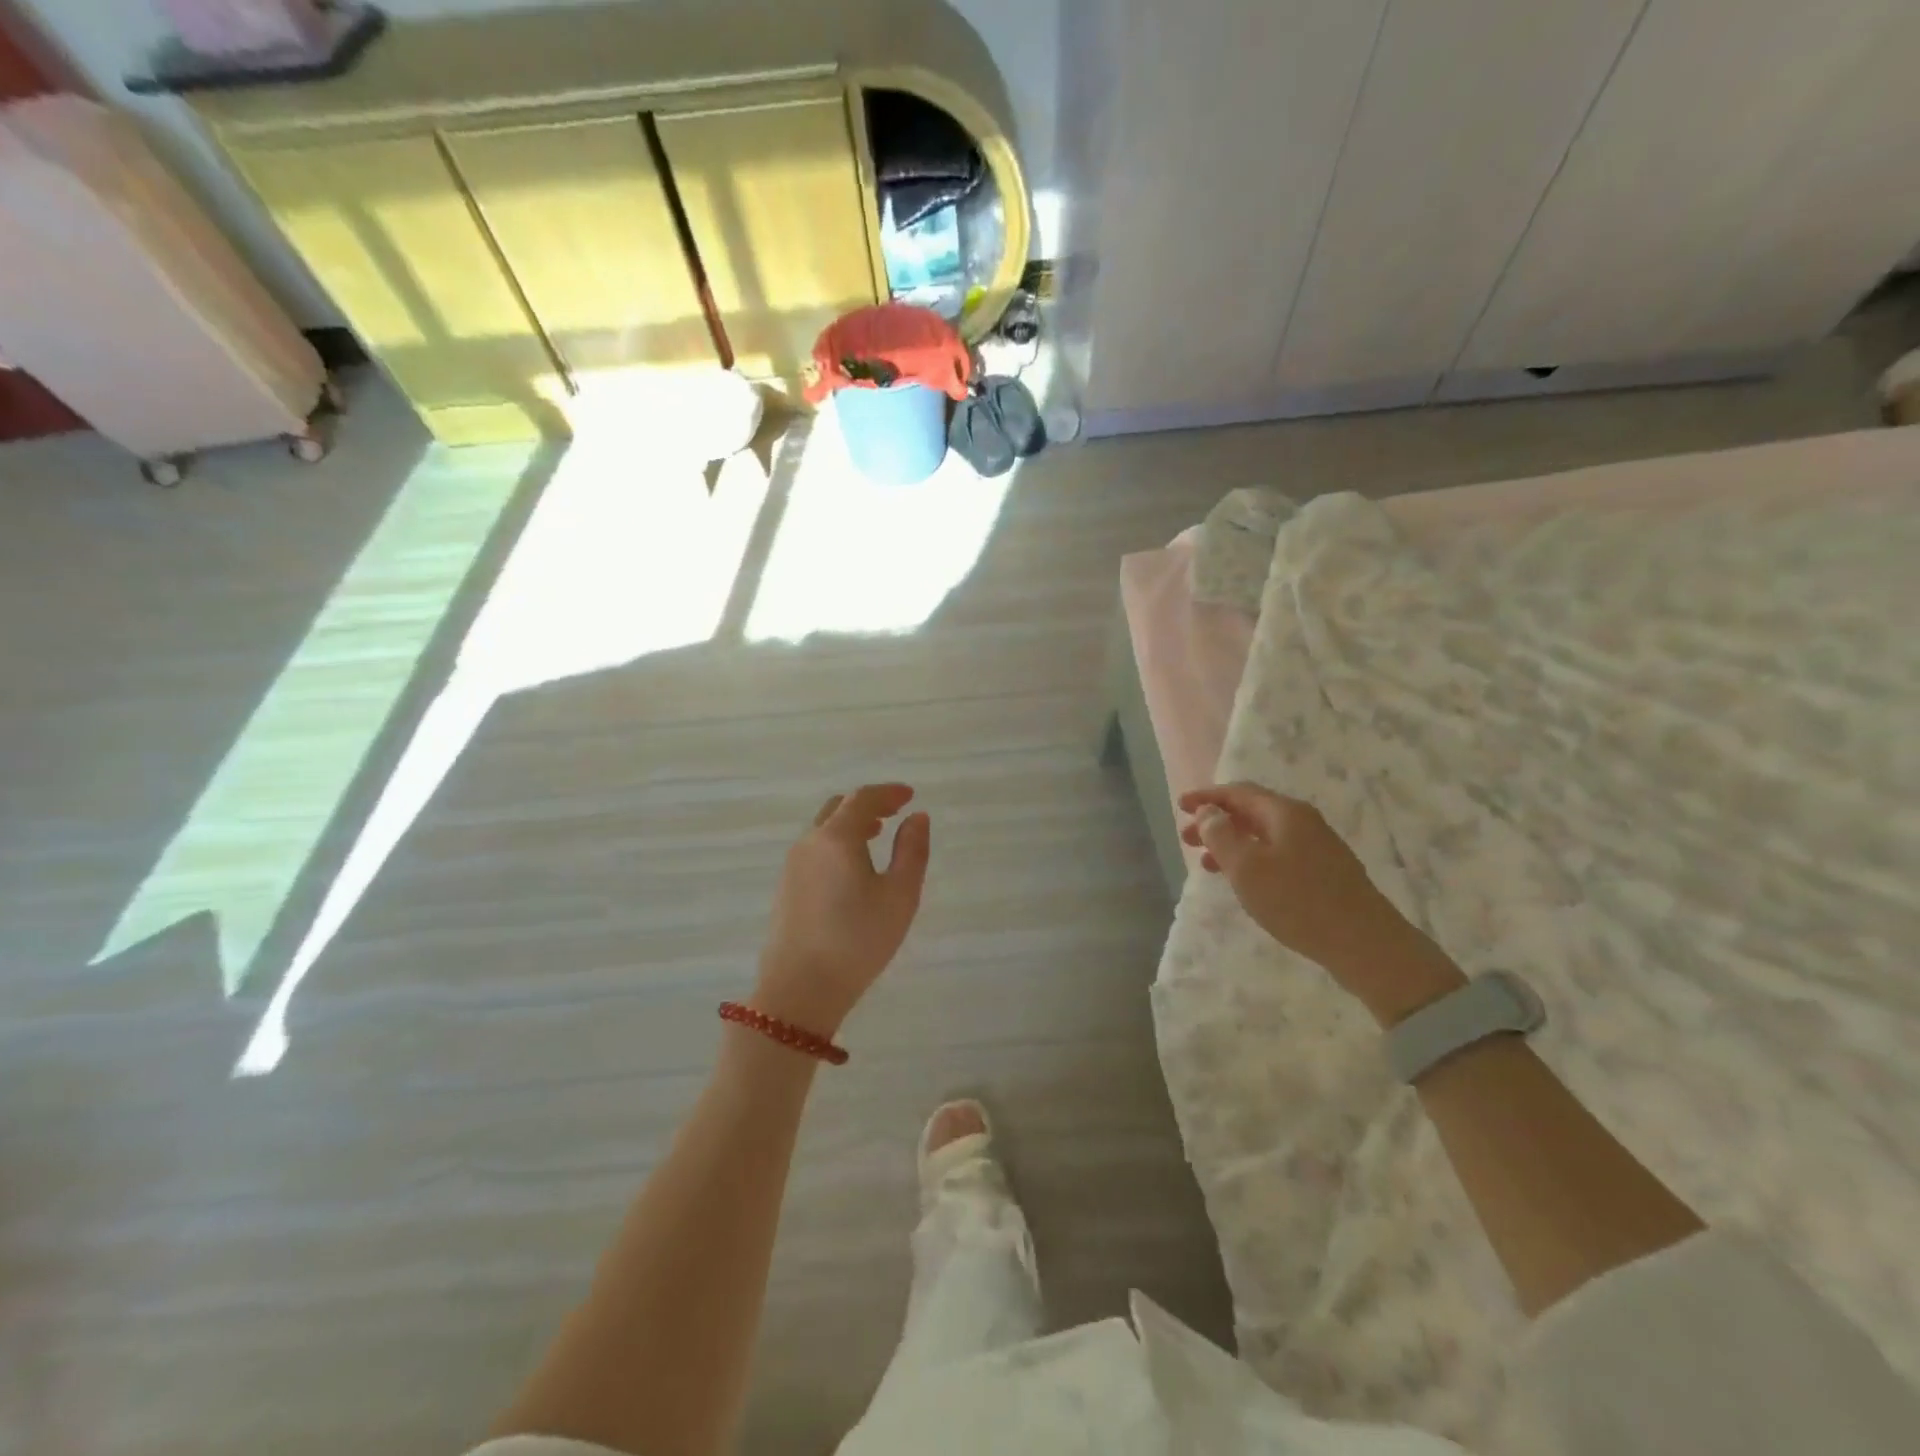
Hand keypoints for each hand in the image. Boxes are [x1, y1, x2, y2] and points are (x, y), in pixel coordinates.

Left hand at [752, 784, 930, 1036]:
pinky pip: (815, 849)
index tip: (910, 795)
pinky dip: (837, 843)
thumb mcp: (899, 896)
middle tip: (894, 813)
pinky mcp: (786, 887)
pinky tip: (852, 867)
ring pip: (823, 829)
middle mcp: (809, 843)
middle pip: (838, 808)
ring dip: (851, 824)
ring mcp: (792, 865)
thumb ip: (912, 851)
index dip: (888, 793)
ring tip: (876, 836)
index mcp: (836, 837)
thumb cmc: (857, 940)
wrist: (799, 990)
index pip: (862, 799)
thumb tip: (917, 817)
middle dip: (868, 805)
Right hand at [1179, 782, 1462, 1019]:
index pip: (1239, 792)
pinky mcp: (1324, 872)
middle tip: (1187, 839)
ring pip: (1264, 835)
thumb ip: (1221, 835)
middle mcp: (1303, 822)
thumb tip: (1209, 812)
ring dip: (1232, 843)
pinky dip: (1251, 859)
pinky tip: (1244, 881)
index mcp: (1284, 813)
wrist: (1365, 943)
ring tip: (1207, 863)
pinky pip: (1277, 853)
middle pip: (1251, 811)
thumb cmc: (1298, 901)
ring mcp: (1317, 847)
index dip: (1207, 797)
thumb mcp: (1247, 867)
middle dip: (1216, 821)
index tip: (1181, 805)